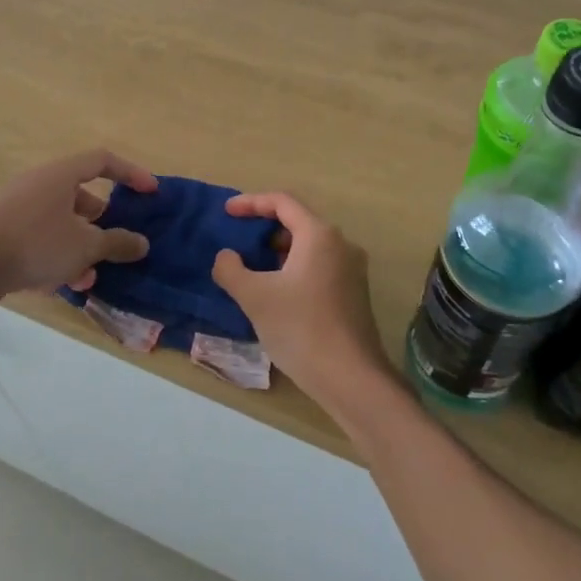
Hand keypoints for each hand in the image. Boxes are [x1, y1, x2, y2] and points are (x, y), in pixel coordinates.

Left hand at [0, 149, 157, 296]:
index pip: (103, 161)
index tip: (150, 193)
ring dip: (79, 246)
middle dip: (101, 222)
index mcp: (60, 175)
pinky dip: (55, 255)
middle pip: (79, 195)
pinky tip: (59, 285)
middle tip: (113, 242)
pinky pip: (39, 237)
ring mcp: (17, 207)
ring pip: (60, 222)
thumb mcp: (84, 246)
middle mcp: (38, 184)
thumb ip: (116, 243)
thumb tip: (142, 243)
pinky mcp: (2, 231)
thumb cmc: (35, 244)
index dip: (131, 173)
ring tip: (88, 276)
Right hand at [212, 192, 396, 422]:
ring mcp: (352, 269)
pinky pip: (318, 266)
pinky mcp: (353, 292)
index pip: (283, 202)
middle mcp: (341, 244)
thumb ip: (231, 269)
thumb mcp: (255, 297)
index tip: (226, 212)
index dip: (251, 202)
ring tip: (252, 266)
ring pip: (309, 246)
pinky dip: (294, 267)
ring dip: (278, 250)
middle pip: (298, 221)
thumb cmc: (300, 328)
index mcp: (319, 235)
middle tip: (237, 239)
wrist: (350, 377)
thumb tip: (226, 256)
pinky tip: (276, 291)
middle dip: (264, 227)